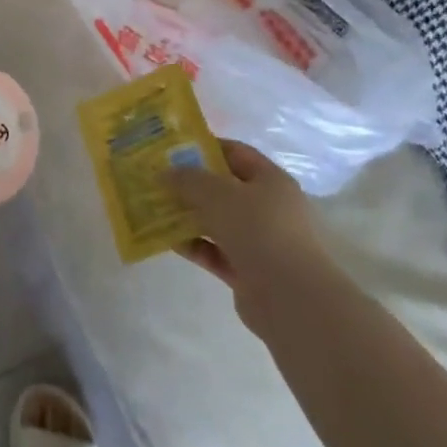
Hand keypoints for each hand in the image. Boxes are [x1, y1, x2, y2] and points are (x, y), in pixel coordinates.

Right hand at [166, 140, 327, 338]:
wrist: (291, 299)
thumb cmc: (258, 230)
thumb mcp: (217, 193)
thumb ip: (187, 179)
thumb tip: (164, 174)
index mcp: (271, 181)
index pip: (236, 153)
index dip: (205, 147)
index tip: (172, 149)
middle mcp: (268, 208)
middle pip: (224, 189)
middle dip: (190, 184)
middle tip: (157, 179)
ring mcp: (260, 242)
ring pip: (217, 222)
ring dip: (188, 216)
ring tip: (154, 208)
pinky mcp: (249, 272)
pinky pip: (215, 252)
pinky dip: (194, 245)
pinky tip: (167, 241)